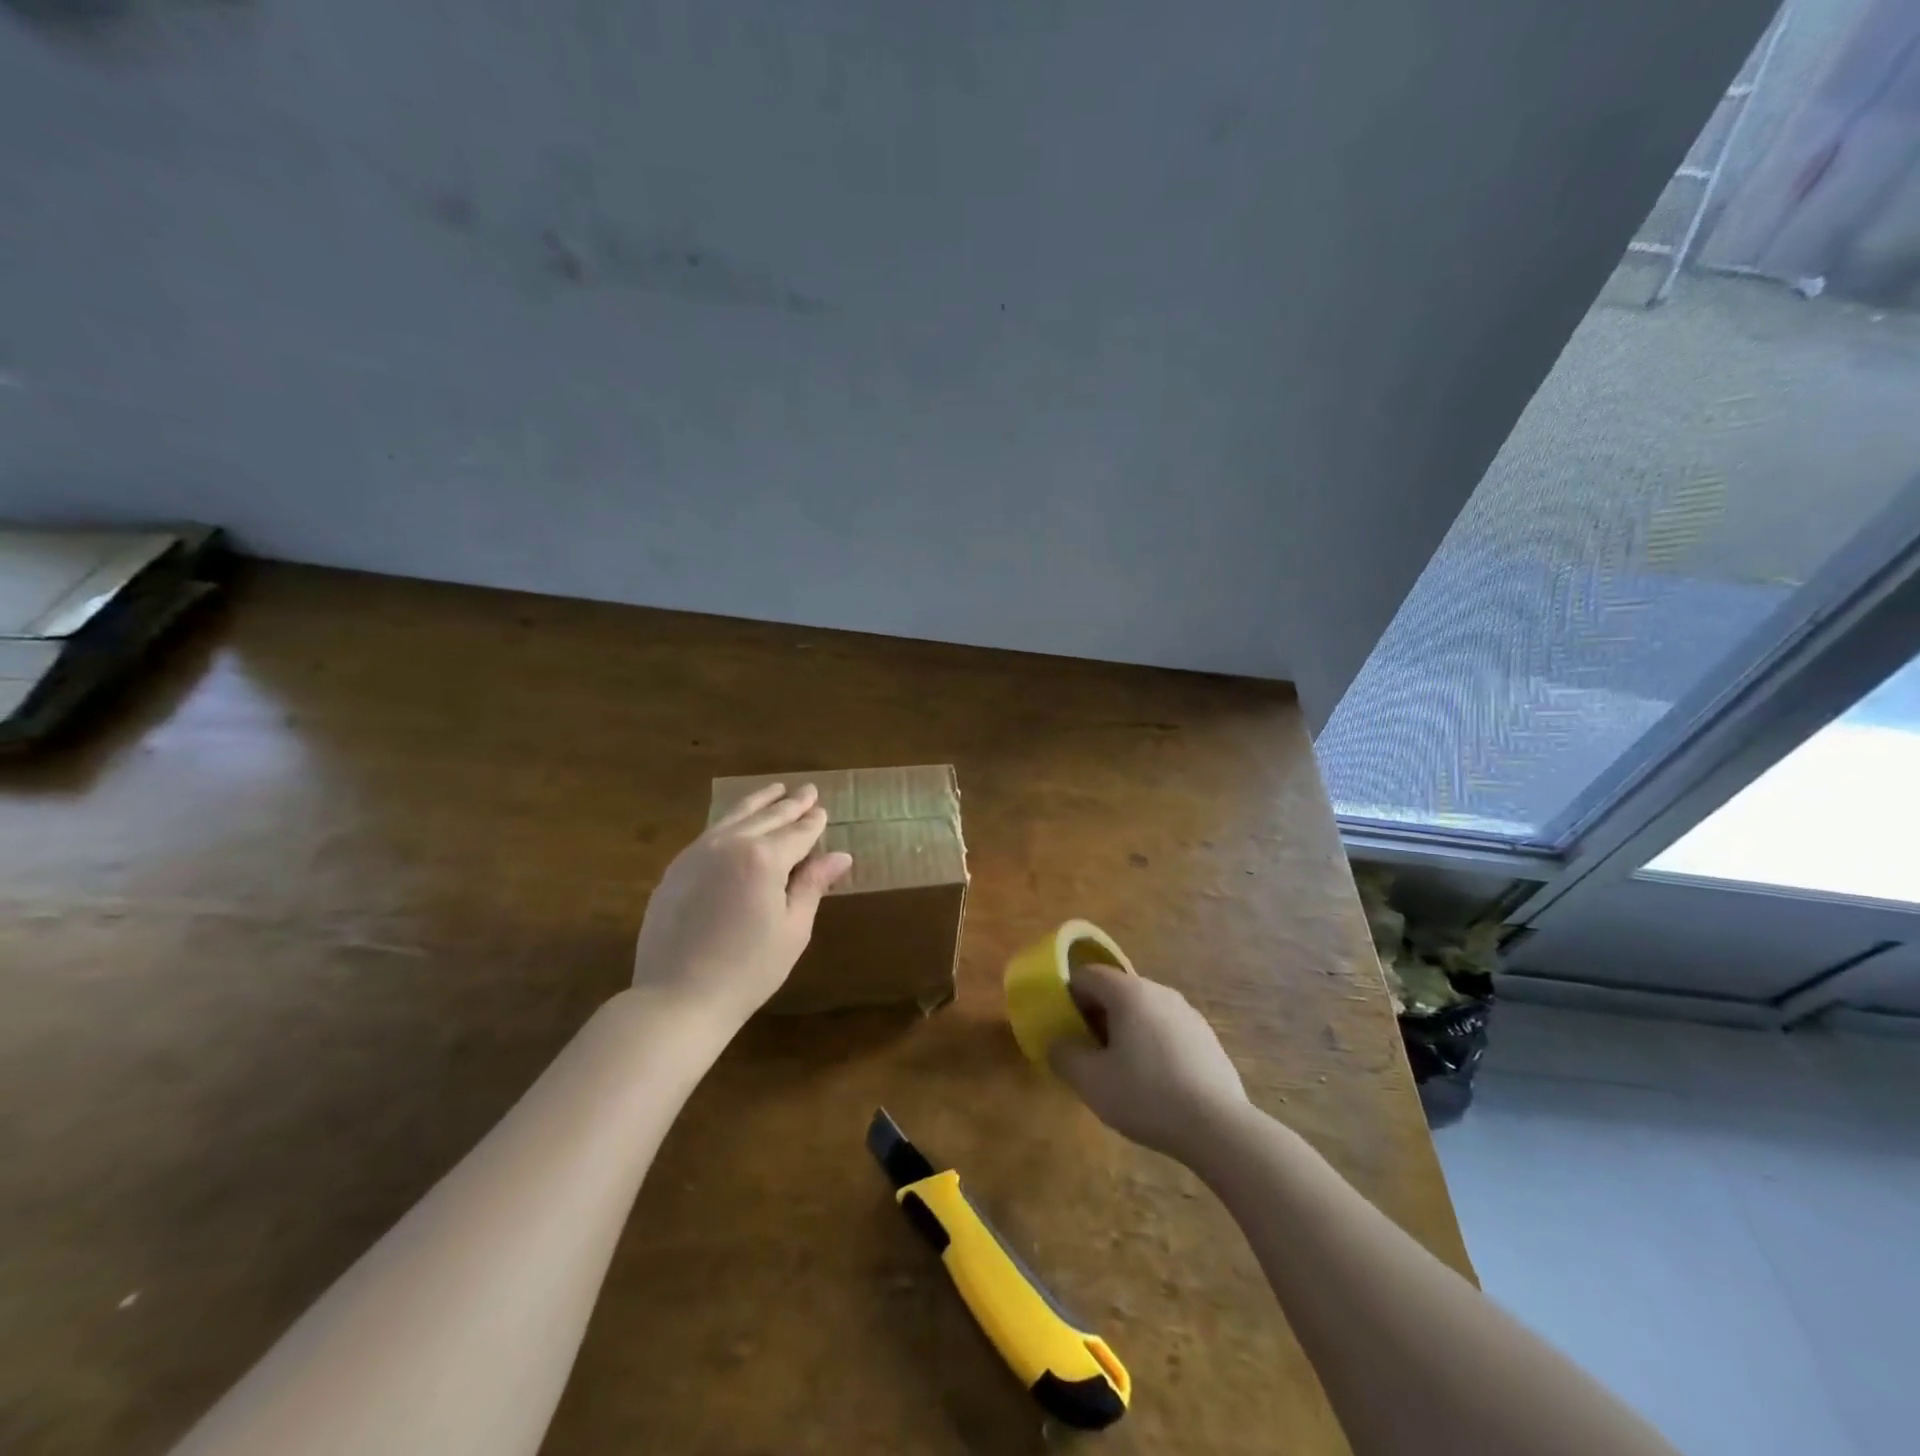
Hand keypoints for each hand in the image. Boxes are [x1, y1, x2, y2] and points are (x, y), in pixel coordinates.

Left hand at [631, 783, 853, 1030]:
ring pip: (734, 816)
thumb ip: (812, 885)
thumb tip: (840, 856)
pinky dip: (731, 820)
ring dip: (759, 802)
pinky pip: (711, 832)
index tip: (822, 809)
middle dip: (790, 804)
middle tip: (807, 790)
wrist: (676, 998)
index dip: (813, 821)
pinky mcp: (676, 868)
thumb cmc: (747, 970)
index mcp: (764, 859)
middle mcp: (730, 844)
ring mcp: (697, 853)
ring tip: (775, 790)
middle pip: (767, 817)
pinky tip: (737, 821)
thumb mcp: (792, 930)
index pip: (797, 832)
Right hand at [1049, 962, 1248, 1161]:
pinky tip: (1155, 1083)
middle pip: (1116, 991)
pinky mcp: (1207, 1038)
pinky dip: (1152, 1045)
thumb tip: (1059, 1044)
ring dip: (1125, 1031)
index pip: (1087, 975)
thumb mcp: (1091, 1081)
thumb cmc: (1146, 1095)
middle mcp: (1160, 991)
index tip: (1065, 1031)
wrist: (1218, 1127)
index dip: (1068, 998)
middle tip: (1089, 1054)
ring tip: (1121, 1072)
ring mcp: (1188, 1013)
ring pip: (1143, 1011)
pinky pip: (1167, 1030)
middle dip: (1097, 1016)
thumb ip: (1064, 1056)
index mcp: (1129, 992)